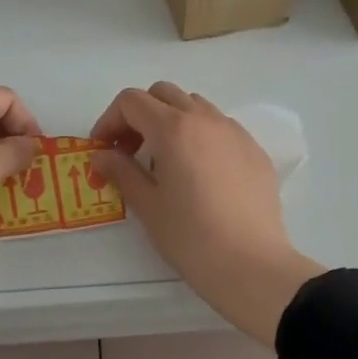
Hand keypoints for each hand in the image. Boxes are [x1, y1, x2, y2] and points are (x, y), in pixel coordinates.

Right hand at [92, 83, 324, 344]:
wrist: (251, 264)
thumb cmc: (191, 236)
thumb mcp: (148, 205)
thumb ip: (121, 172)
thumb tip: (102, 156)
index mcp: (173, 128)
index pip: (132, 101)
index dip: (109, 120)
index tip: (103, 150)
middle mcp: (206, 119)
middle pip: (163, 94)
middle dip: (140, 115)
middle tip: (130, 151)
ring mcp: (235, 132)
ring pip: (195, 106)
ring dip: (172, 121)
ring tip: (166, 161)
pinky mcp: (255, 151)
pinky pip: (221, 127)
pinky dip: (200, 136)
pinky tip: (199, 173)